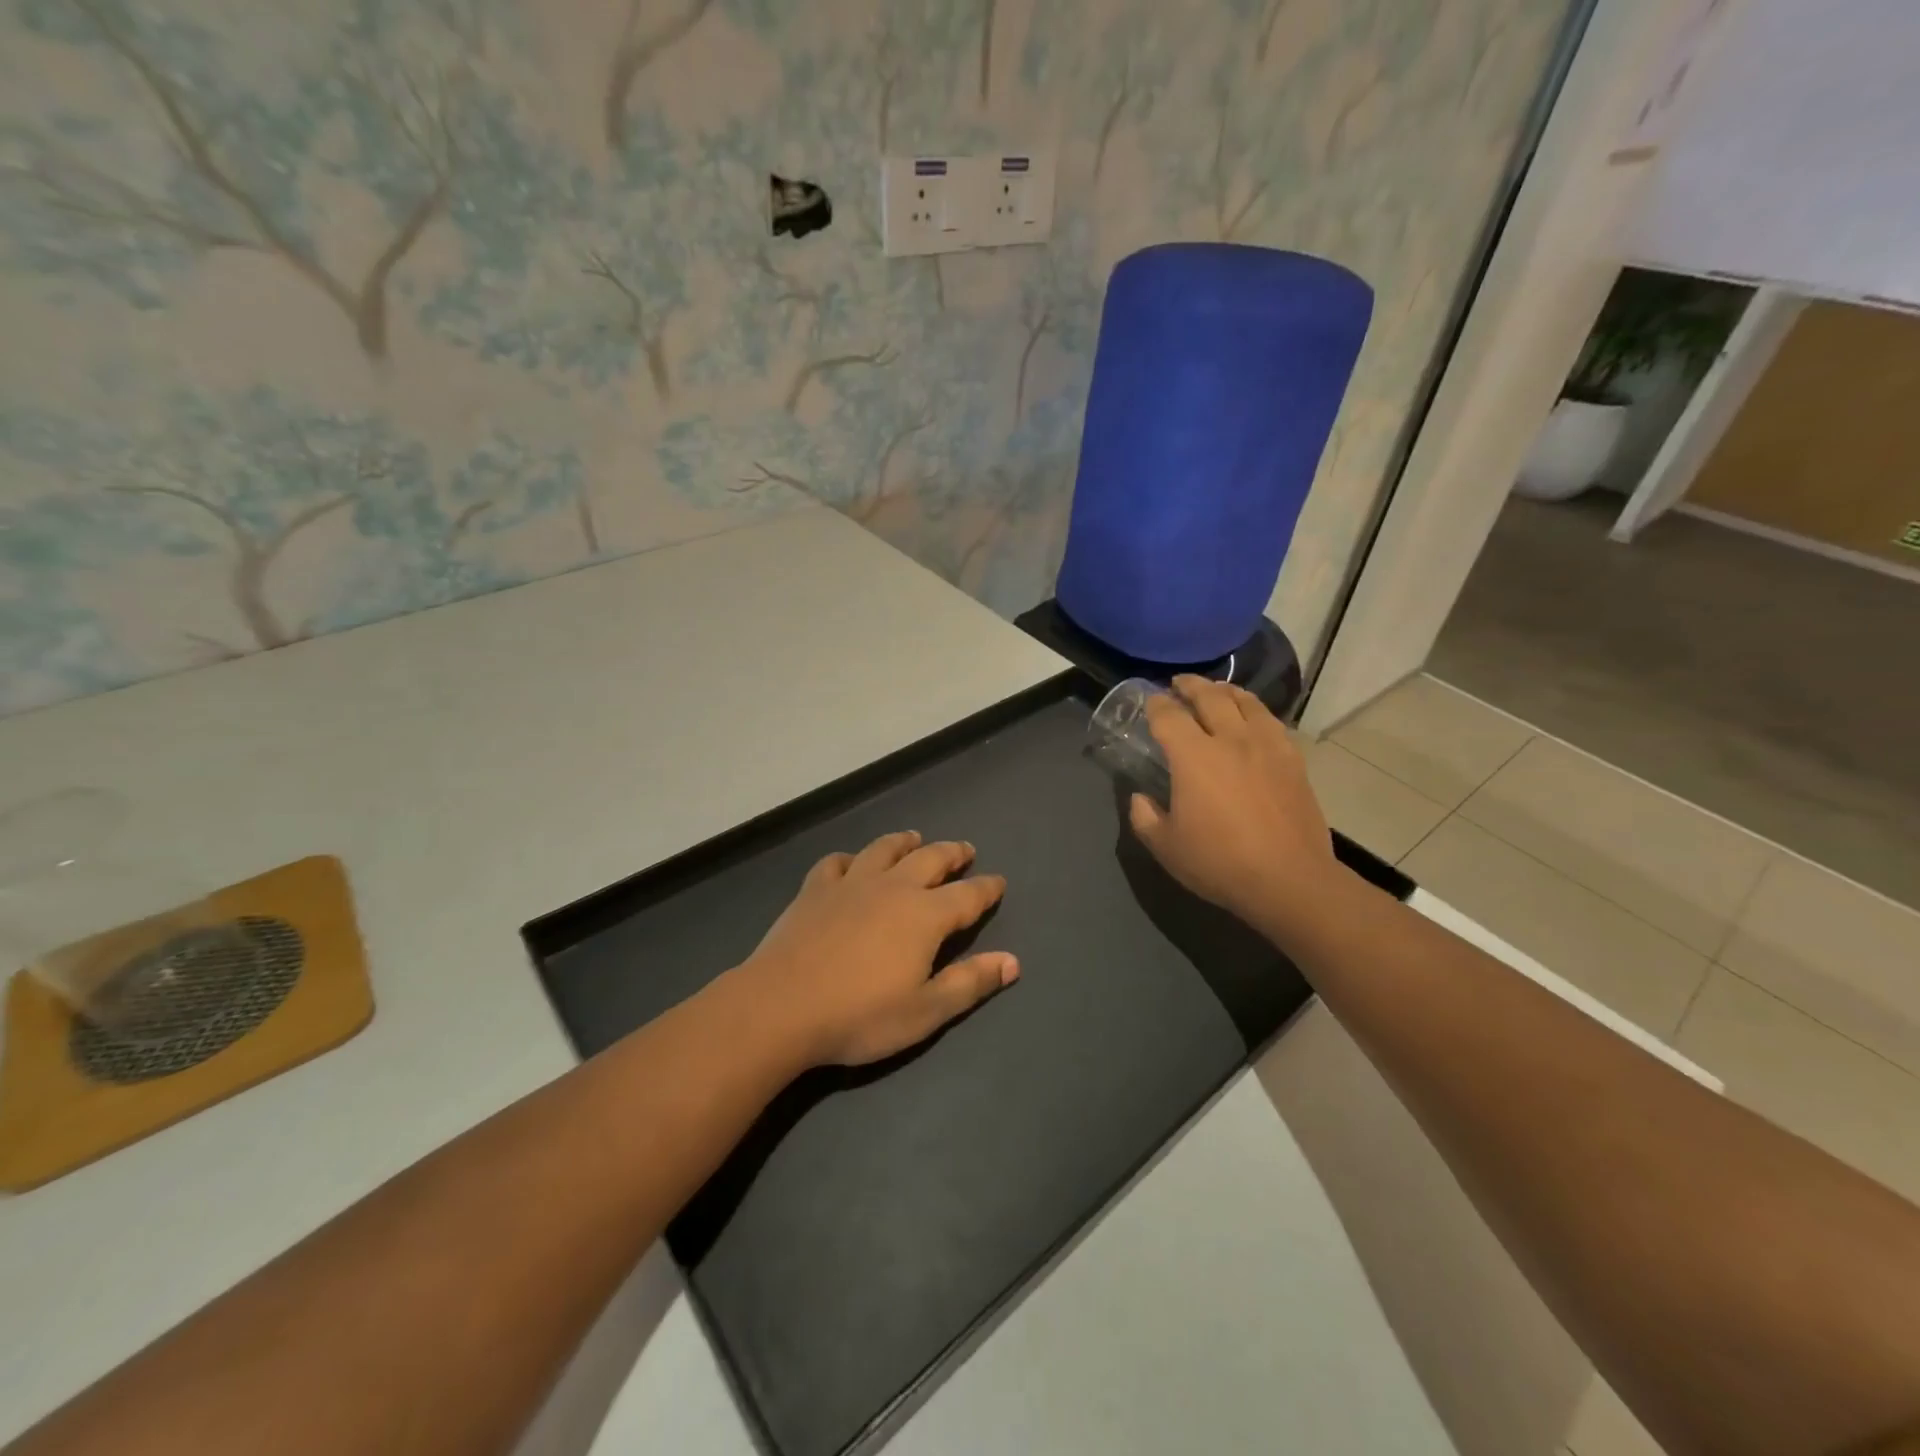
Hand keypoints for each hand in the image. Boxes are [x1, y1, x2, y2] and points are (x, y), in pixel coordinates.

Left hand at [737, 830, 1017, 1067]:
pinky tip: (850, 862)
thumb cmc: (860, 1015)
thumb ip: (970, 982)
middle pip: (930, 859)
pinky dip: (849, 858)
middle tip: (964, 850)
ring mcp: (850, 883)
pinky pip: (836, 862)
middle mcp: (892, 888)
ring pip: (884, 850)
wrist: (781, 1006)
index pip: (968, 895)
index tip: (999, 882)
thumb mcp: (925, 1011)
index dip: (987, 889)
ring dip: (904, 842)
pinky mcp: (814, 889)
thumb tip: (1013, 962)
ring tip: (914, 838)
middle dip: (952, 853)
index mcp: (925, 916)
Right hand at [1127, 675, 1339, 940]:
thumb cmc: (1220, 863)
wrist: (1289, 880)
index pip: (1169, 715)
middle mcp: (1230, 739)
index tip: (1150, 703)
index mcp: (1193, 756)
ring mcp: (1266, 746)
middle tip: (1179, 684)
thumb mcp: (1166, 847)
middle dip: (1190, 685)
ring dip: (1225, 690)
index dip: (1156, 705)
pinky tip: (1253, 719)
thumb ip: (1144, 817)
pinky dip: (1255, 710)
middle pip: (1209, 696)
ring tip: (1216, 690)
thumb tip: (1139, 798)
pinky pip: (1271, 721)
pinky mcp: (1292, 760)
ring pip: (1245, 701)